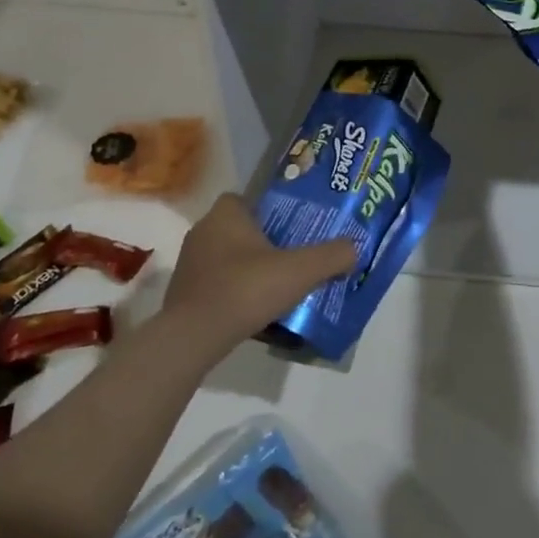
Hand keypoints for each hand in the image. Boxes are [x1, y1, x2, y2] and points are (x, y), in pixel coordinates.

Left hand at [159, 195, 355, 352]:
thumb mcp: (299, 271)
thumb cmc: (246, 289)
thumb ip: (331, 256)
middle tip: (288, 257)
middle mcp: (203, 231)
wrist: (193, 337)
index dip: (266, 211)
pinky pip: (215, 283)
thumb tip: (355, 248)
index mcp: (226, 214)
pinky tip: (252, 310)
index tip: (288, 229)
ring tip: (273, 286)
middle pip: (237, 229)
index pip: (244, 199)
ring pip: (225, 257)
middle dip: (260, 241)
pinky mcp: (183, 293)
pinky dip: (232, 292)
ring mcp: (189, 263)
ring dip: (245, 268)